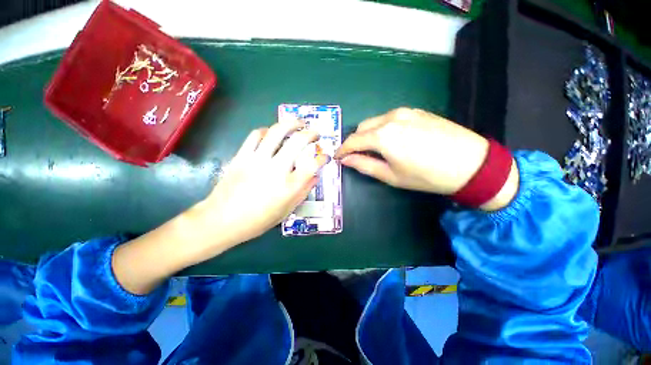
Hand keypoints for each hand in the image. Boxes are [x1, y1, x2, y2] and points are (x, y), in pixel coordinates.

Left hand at [201, 120, 329, 245]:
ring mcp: (257, 160)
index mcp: (289, 186)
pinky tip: (270, 133)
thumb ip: (303, 191)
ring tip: (297, 123)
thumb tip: (315, 176)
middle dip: (311, 133)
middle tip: (315, 133)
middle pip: (298, 141)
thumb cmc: (258, 220)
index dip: (322, 157)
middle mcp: (276, 169)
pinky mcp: (242, 156)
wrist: (222, 220)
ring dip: (290, 124)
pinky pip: (255, 135)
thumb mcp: (287, 210)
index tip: (324, 156)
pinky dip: (266, 131)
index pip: (313, 164)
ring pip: (276, 132)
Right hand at [335, 108, 517, 209]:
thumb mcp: (391, 175)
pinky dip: (383, 128)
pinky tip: (392, 140)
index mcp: (383, 136)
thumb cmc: (426, 176)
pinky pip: (391, 118)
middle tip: (356, 155)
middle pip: (362, 127)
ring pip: (376, 121)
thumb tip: (346, 160)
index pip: (353, 140)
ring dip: (369, 134)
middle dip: (355, 141)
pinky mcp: (417, 111)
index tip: (338, 157)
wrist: (471, 164)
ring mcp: (405, 112)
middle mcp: (391, 118)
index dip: (343, 149)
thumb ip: (364, 165)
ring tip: (375, 149)